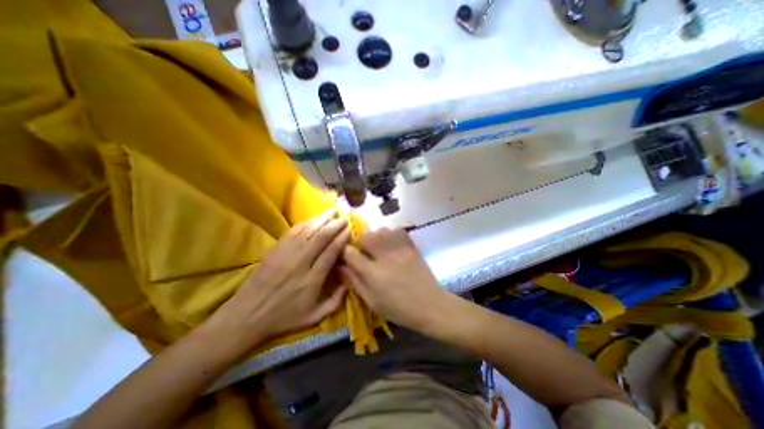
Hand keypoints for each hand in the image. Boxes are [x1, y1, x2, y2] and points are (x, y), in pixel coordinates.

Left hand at [202, 212, 347, 358]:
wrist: (246, 316)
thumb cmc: (283, 318)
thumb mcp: (313, 317)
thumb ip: (334, 303)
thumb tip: (348, 285)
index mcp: (312, 279)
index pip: (330, 252)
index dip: (341, 239)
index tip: (349, 230)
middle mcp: (301, 263)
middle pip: (321, 238)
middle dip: (334, 225)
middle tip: (343, 218)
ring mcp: (286, 255)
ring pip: (307, 231)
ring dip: (320, 220)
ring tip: (330, 212)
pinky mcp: (275, 251)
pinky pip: (292, 233)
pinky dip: (304, 224)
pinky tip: (311, 219)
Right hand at [342, 228, 448, 331]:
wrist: (430, 305)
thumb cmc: (399, 308)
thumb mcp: (372, 301)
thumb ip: (355, 281)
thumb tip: (340, 265)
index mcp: (373, 273)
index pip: (350, 253)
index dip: (344, 252)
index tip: (345, 255)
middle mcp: (385, 256)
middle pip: (365, 236)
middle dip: (360, 242)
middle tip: (364, 252)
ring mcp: (400, 249)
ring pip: (381, 230)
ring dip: (376, 237)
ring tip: (378, 248)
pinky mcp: (411, 246)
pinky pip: (398, 230)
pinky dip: (391, 233)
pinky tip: (391, 244)